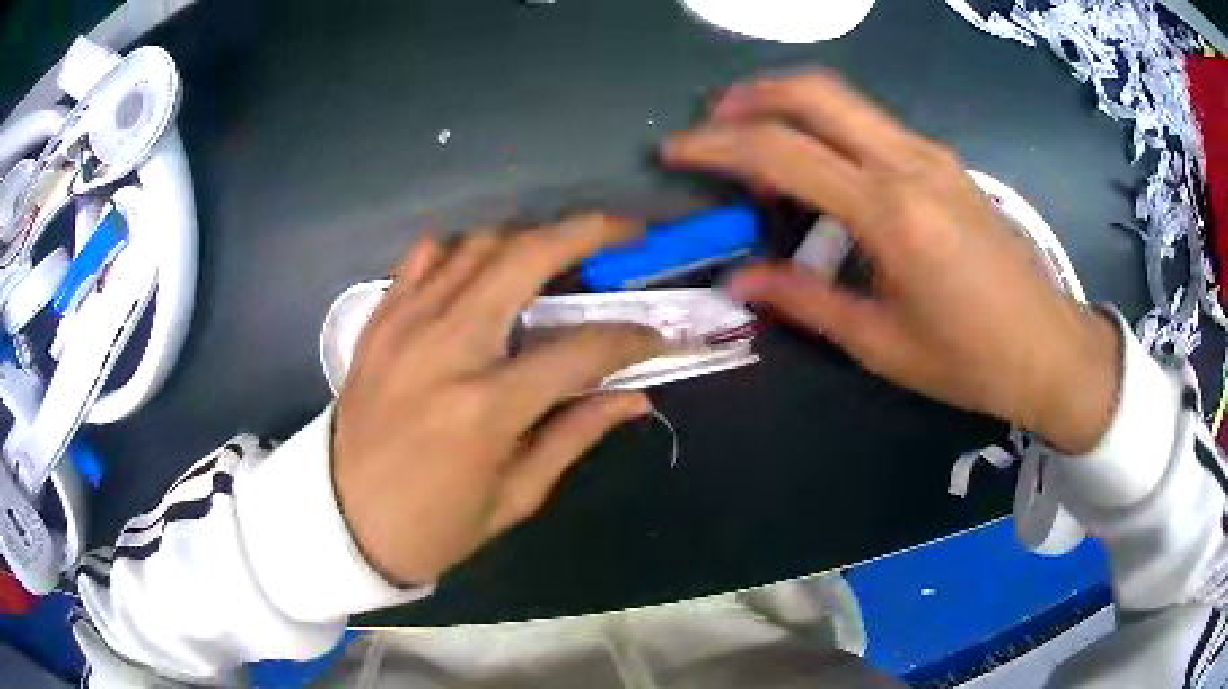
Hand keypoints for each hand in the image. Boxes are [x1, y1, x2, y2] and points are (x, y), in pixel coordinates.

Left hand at [333, 215, 664, 584]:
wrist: (341, 520)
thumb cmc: (434, 525)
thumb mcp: (515, 496)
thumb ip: (575, 433)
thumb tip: (634, 396)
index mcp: (486, 407)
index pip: (581, 350)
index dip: (631, 339)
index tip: (656, 338)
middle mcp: (445, 348)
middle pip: (525, 257)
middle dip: (587, 231)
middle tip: (625, 230)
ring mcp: (405, 326)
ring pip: (476, 245)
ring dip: (527, 238)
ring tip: (559, 254)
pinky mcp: (379, 322)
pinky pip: (423, 259)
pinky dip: (460, 251)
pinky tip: (481, 268)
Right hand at [664, 73, 1120, 452]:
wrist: (1049, 348)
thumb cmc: (970, 360)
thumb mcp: (882, 344)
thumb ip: (805, 302)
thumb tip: (739, 282)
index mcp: (890, 212)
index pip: (782, 150)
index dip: (716, 145)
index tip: (675, 151)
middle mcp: (909, 163)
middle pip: (813, 92)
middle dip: (749, 97)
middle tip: (710, 126)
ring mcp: (932, 155)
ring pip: (845, 98)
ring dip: (787, 104)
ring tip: (752, 142)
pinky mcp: (945, 162)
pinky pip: (872, 123)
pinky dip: (828, 126)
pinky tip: (818, 165)